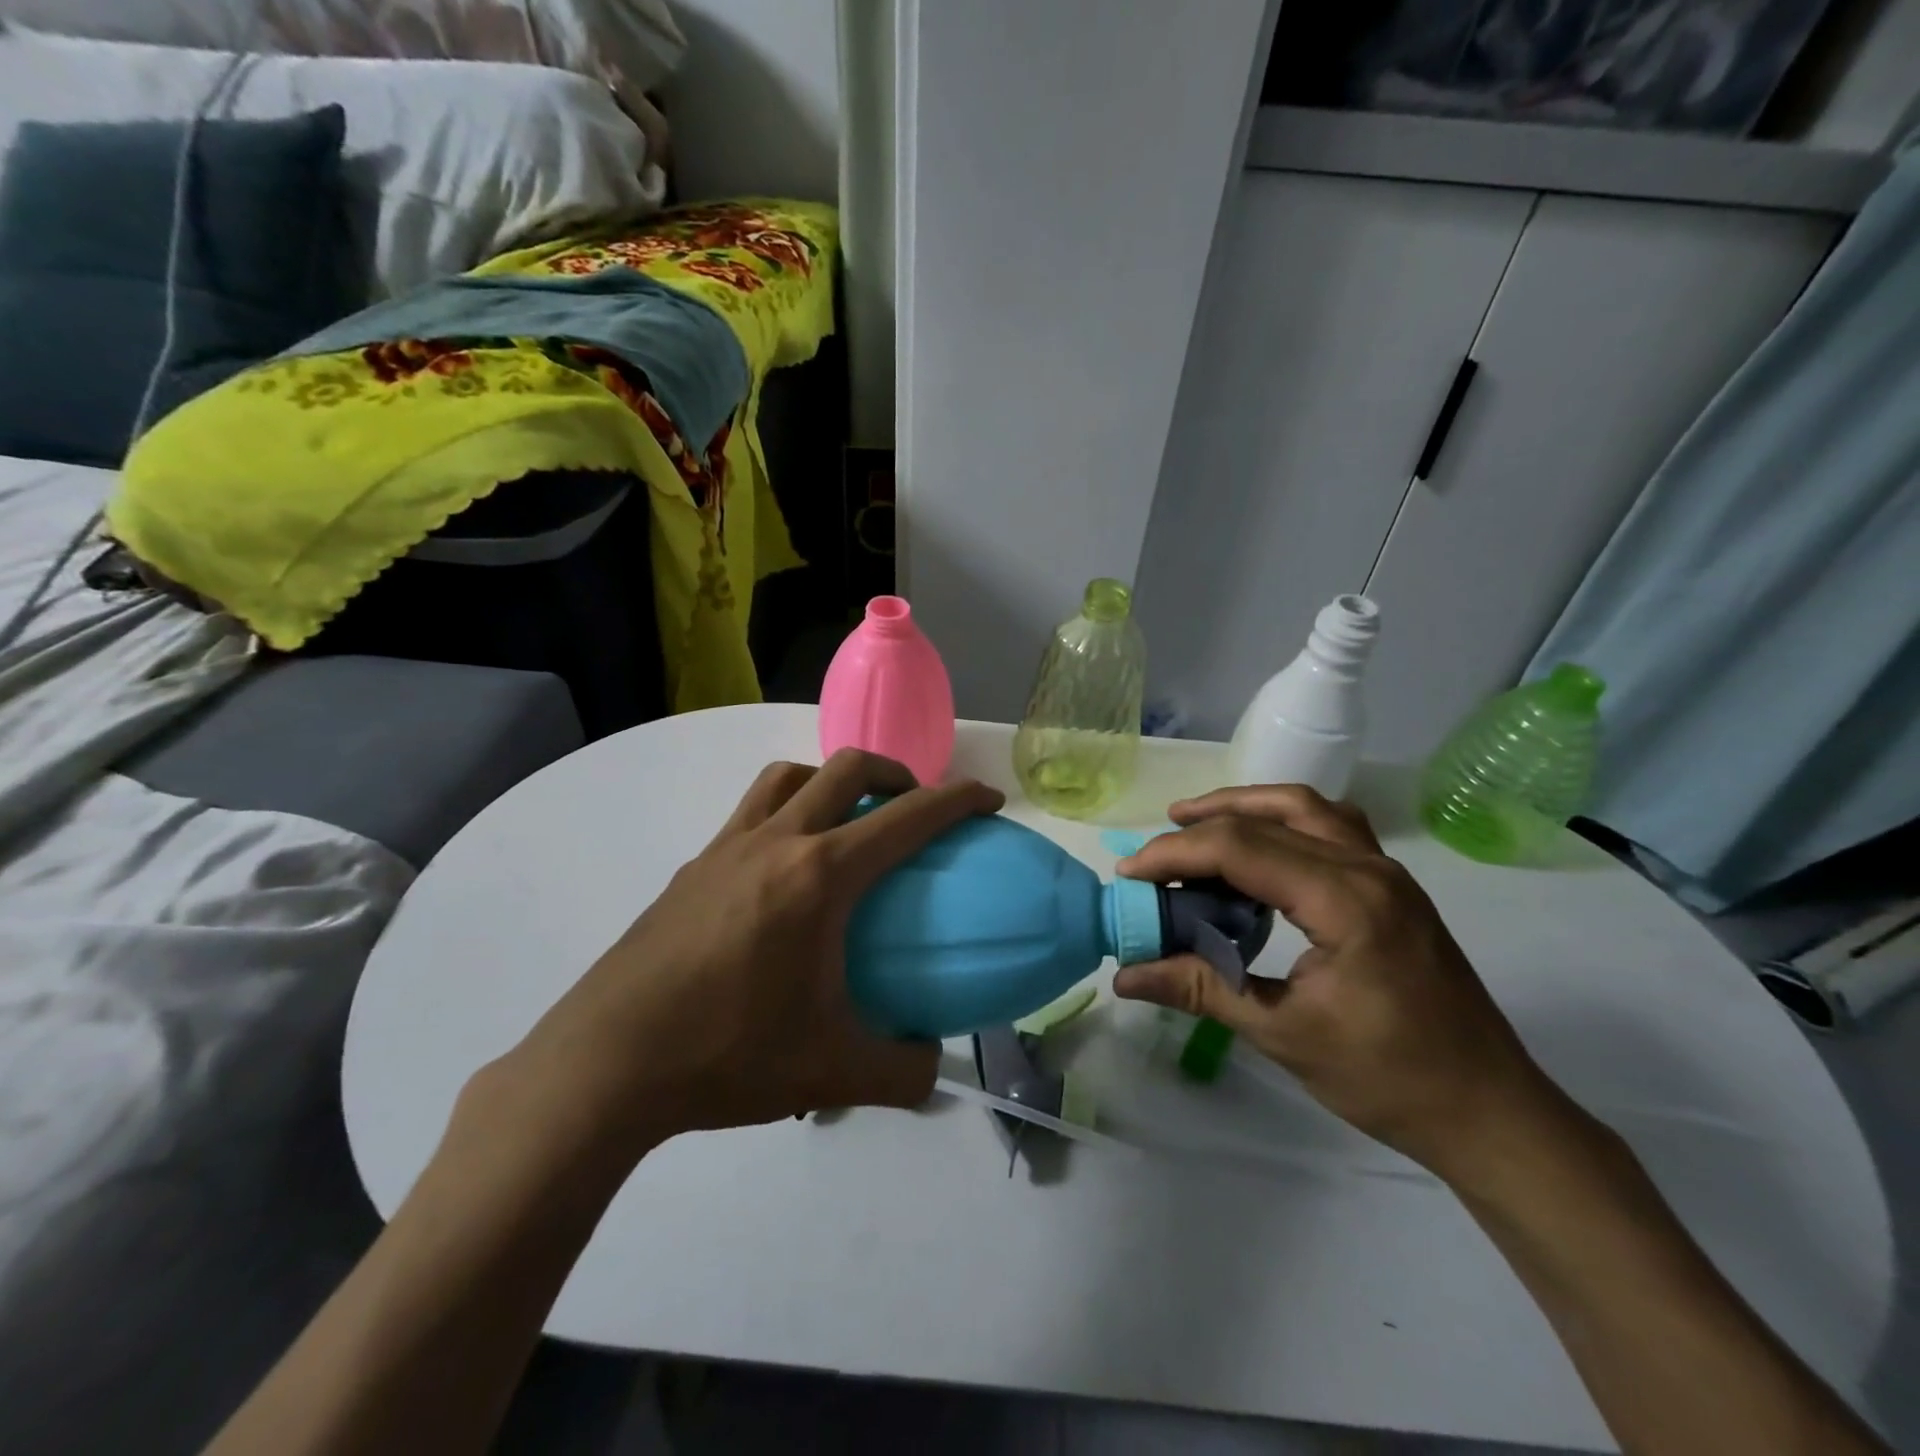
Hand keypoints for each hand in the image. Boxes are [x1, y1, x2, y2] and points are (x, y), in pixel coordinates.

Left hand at [494, 750, 1004, 1162]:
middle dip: (895, 773)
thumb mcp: (832, 1071)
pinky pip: (751, 812)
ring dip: (831, 781)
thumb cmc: (727, 1053)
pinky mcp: (692, 867)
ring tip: (847, 823)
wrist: (606, 1063)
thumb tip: (930, 1061)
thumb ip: (902, 1070)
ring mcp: (726, 848)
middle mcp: (776, 842)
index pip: (907, 818)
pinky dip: (786, 813)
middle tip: (914, 807)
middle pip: (846, 769)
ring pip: (789, 777)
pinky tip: (784, 872)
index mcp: (819, 876)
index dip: (957, 800)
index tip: (987, 799)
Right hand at [1113, 785, 1555, 1178]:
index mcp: (1346, 902)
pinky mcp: (1392, 885)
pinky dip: (1282, 820)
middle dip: (1200, 828)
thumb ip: (1201, 989)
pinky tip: (1259, 848)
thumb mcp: (1283, 1034)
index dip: (1175, 854)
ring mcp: (1387, 872)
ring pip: (1304, 807)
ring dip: (1244, 808)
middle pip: (1269, 816)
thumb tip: (1124, 976)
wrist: (1489, 1112)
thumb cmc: (1388, 1078)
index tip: (1129, 875)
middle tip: (1153, 855)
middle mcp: (1369, 868)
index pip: (1242, 849)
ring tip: (1194, 825)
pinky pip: (1329, 826)